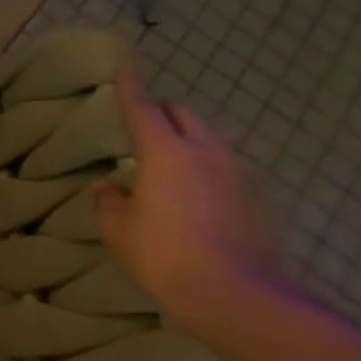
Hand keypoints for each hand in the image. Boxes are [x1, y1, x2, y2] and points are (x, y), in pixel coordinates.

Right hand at [95, 68, 281, 327]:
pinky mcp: (253, 198)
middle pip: (184, 115)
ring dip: (185, 139)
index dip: (131, 87)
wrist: (234, 293)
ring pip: (208, 138)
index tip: (125, 66)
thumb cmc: (163, 254)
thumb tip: (108, 186)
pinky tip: (188, 191)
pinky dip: (202, 165)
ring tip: (163, 159)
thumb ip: (108, 200)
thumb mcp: (118, 229)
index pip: (143, 109)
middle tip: (139, 124)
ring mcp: (235, 174)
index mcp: (166, 153)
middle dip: (161, 112)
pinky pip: (222, 166)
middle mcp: (205, 152)